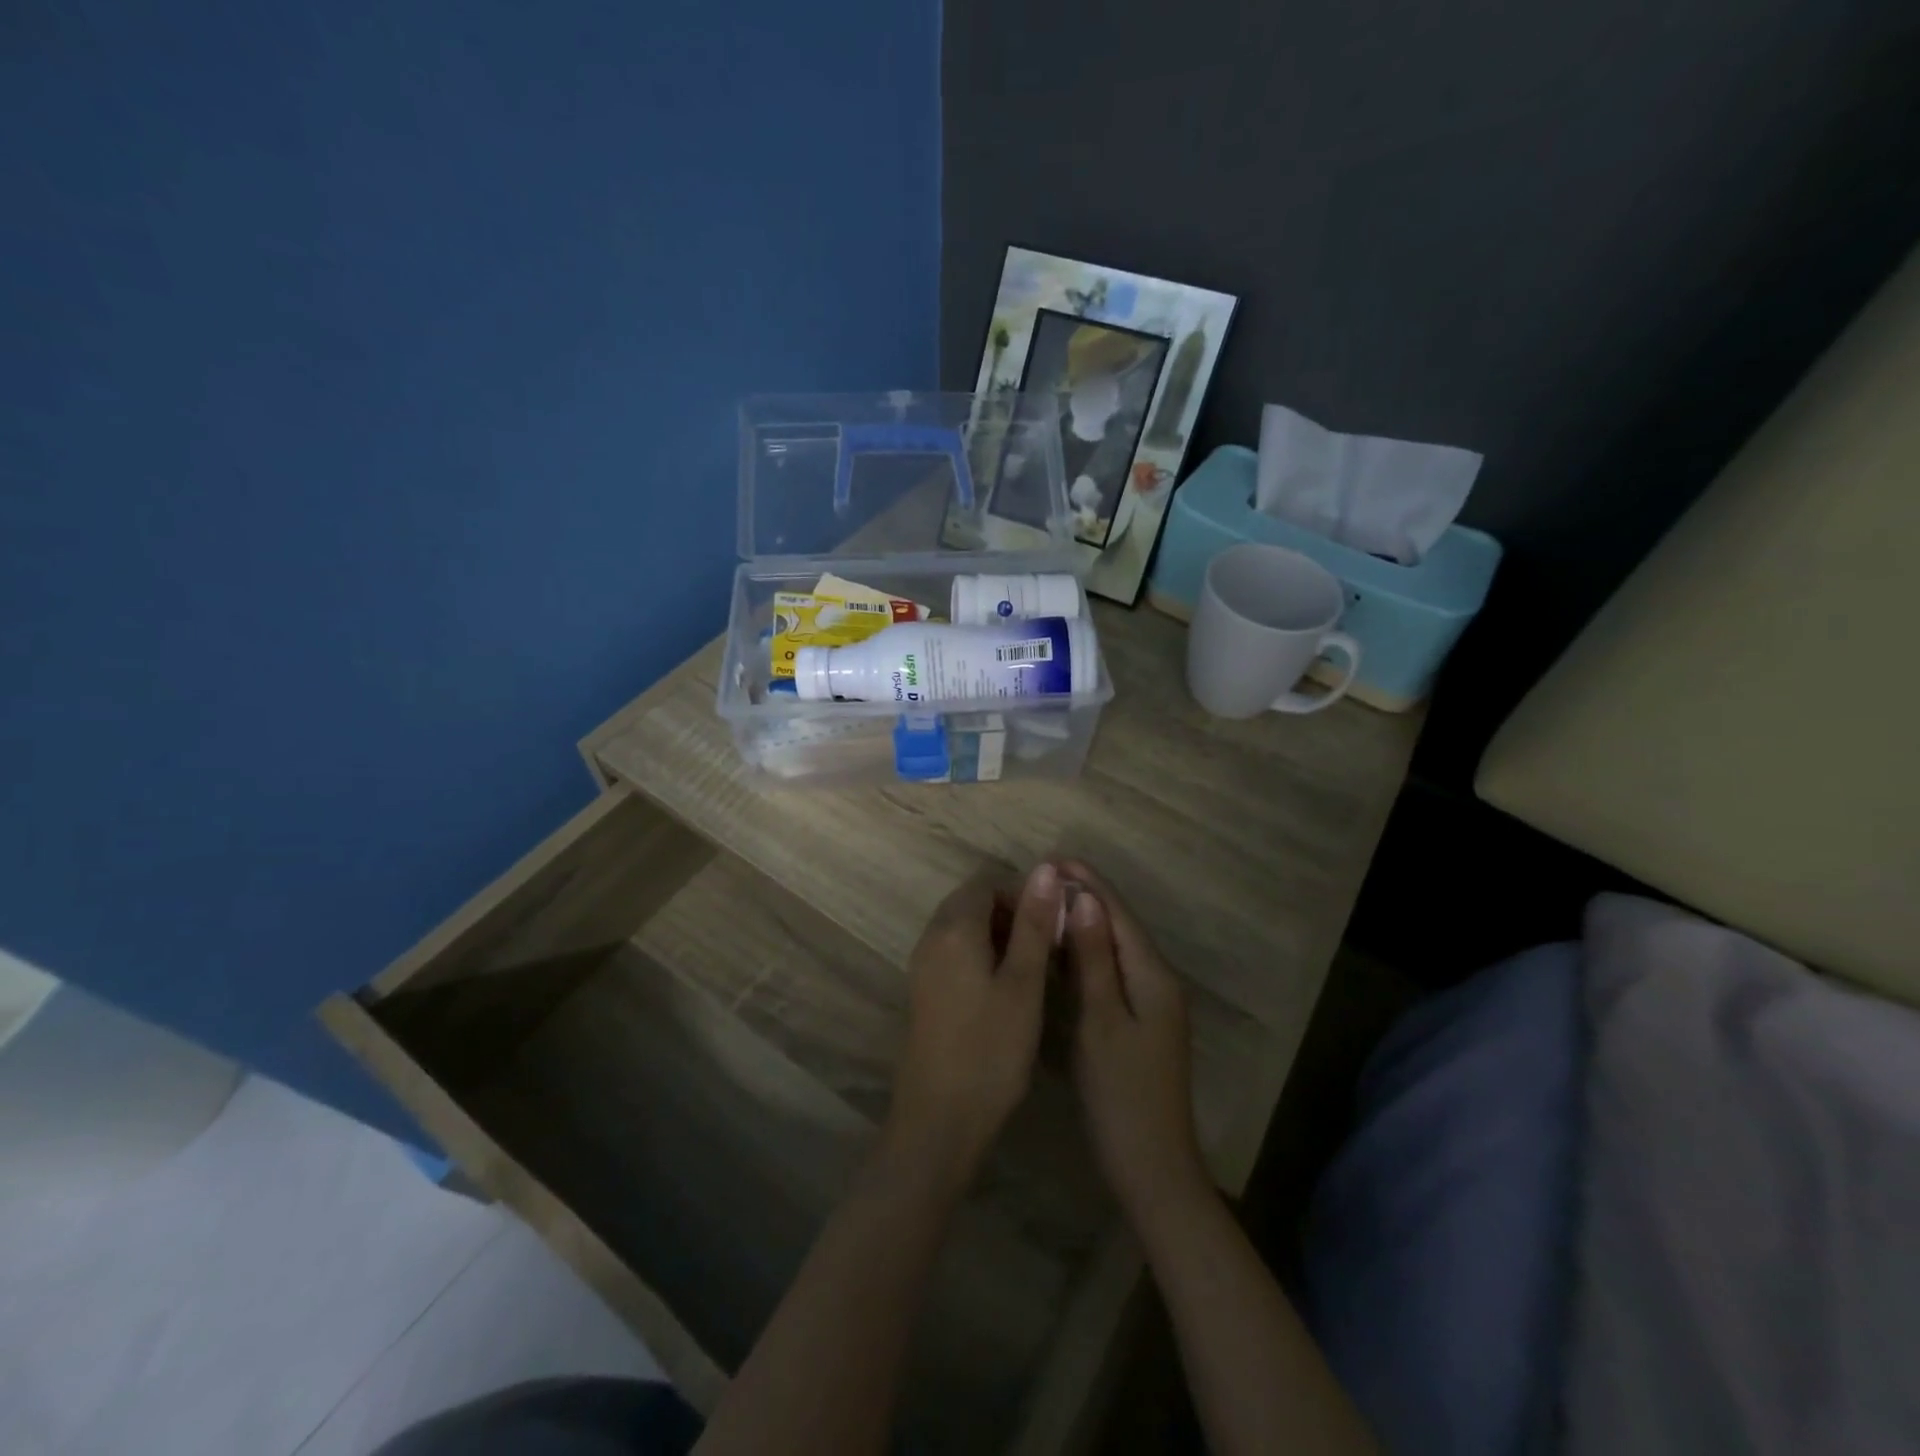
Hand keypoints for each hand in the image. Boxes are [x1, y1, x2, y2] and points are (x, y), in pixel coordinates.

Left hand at [884, 862, 1063, 1186]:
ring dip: (1000, 935)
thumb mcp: (1024, 984)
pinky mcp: (925, 990)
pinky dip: (983, 956)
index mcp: (954, 928)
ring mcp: (923, 965)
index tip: (1055, 923)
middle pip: (973, 902)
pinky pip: (955, 952)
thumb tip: (1045, 868)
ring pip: (964, 928)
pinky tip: (1008, 989)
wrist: (939, 1119)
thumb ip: (1034, 924)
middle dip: (1013, 913)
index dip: (1024, 893)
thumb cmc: (990, 1049)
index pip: (988, 882)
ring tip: (1035, 969)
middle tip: (1048, 947)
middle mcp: (931, 937)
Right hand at [1060, 861, 1210, 1224]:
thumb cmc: (1122, 1093)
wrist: (1152, 1167)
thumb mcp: (1102, 1021)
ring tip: (1046, 903)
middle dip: (1085, 898)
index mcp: (1153, 975)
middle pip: (1119, 926)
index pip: (1118, 913)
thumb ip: (1094, 959)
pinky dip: (1087, 954)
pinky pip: (1112, 972)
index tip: (1053, 858)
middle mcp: (1158, 980)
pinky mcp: (1140, 1022)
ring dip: (1084, 924)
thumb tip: (1087, 899)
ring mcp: (1151, 1003)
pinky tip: (1062, 951)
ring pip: (1115, 948)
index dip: (1088, 883)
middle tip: (1041, 879)